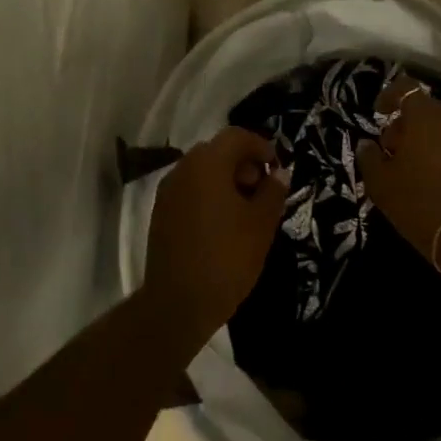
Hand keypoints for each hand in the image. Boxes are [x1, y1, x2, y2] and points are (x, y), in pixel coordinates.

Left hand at [144, 127, 289, 327]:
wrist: (178, 303)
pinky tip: (224, 224)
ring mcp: (168, 192)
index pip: (237, 136)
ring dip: (226, 180)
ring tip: (247, 210)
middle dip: (244, 164)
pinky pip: (190, 191)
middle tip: (264, 190)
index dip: (261, 147)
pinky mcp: (161, 214)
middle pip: (217, 151)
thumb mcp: (261, 224)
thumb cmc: (227, 257)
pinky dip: (209, 196)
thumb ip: (273, 192)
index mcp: (207, 164)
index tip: (277, 169)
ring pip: (202, 172)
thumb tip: (279, 174)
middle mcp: (183, 170)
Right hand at [357, 75, 440, 269]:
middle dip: (405, 124)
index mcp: (424, 117)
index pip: (405, 88)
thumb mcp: (382, 184)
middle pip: (424, 108)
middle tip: (390, 150)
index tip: (378, 115)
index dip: (388, 97)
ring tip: (410, 168)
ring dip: (424, 139)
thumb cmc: (420, 203)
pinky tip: (432, 178)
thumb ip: (369, 158)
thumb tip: (366, 144)